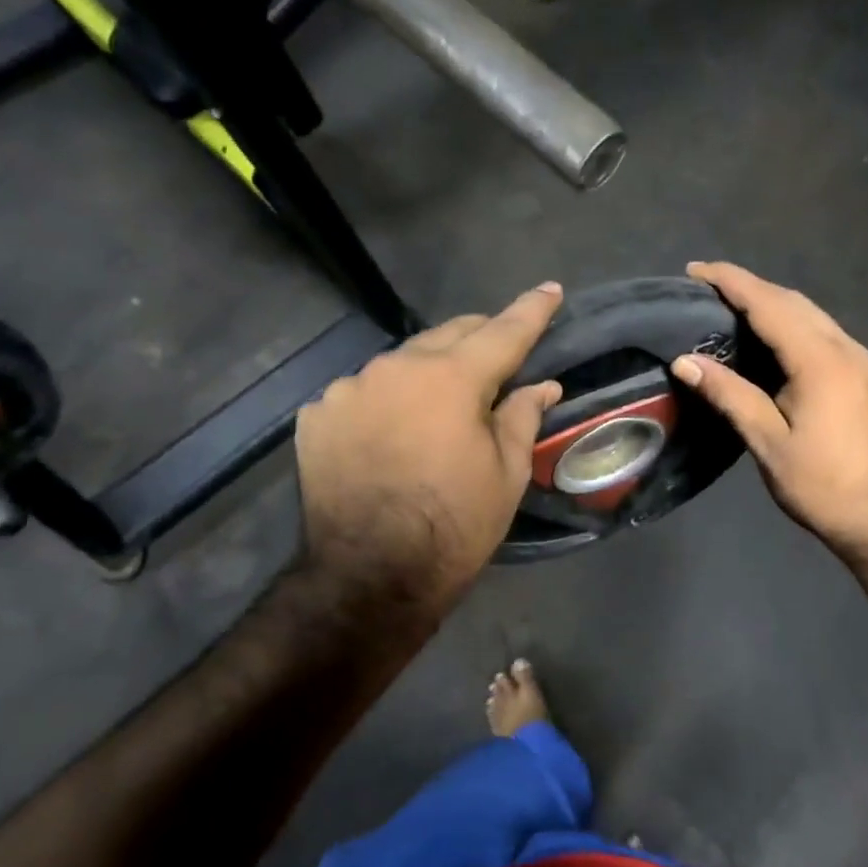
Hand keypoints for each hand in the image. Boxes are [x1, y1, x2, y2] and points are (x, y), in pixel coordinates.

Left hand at [295, 284, 563, 611]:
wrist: (370, 576)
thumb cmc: (454, 525)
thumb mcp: (506, 473)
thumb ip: (522, 416)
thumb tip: (542, 385)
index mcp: (450, 378)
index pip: (503, 332)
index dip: (531, 310)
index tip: (550, 290)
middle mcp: (395, 367)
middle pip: (448, 336)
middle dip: (479, 340)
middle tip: (499, 358)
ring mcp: (348, 389)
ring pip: (401, 363)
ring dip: (428, 374)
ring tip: (439, 408)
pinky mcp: (317, 416)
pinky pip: (363, 393)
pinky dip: (387, 402)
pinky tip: (392, 433)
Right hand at [672, 262, 867, 575]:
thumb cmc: (824, 487)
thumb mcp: (768, 443)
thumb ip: (729, 395)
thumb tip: (685, 361)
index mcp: (820, 361)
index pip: (769, 304)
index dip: (731, 282)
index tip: (697, 269)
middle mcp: (851, 351)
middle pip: (798, 304)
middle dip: (755, 289)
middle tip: (715, 290)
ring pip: (822, 323)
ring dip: (783, 310)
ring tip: (746, 317)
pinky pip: (839, 345)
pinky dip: (807, 335)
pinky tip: (794, 355)